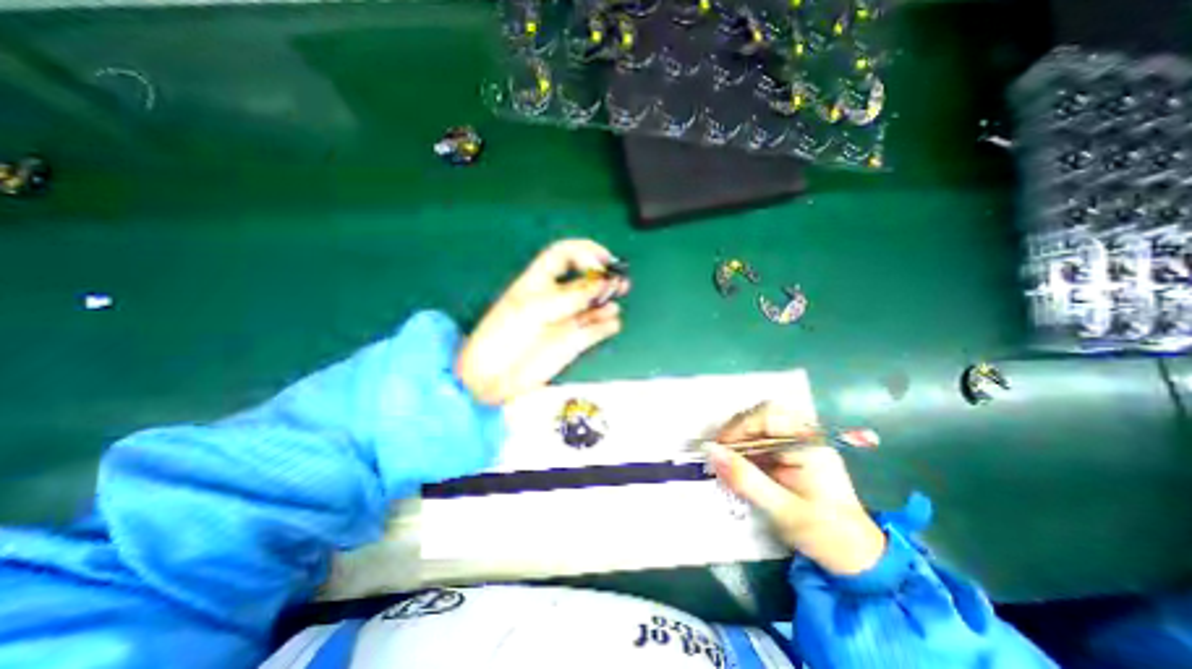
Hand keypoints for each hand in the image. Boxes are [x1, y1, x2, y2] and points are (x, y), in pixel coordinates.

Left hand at [454, 239, 627, 406]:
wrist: (494, 375)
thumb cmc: (505, 336)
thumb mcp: (533, 308)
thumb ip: (569, 296)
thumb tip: (602, 284)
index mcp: (539, 281)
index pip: (564, 255)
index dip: (584, 252)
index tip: (601, 262)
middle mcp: (557, 297)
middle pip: (586, 278)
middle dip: (604, 275)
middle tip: (620, 281)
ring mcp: (568, 319)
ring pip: (595, 304)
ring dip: (609, 300)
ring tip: (615, 302)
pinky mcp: (575, 341)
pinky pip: (597, 329)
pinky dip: (607, 325)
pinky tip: (612, 323)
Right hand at [705, 401, 883, 574]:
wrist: (858, 558)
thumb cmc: (824, 534)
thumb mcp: (781, 509)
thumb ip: (745, 479)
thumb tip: (710, 451)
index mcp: (810, 444)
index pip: (767, 415)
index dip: (738, 426)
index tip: (718, 447)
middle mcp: (806, 436)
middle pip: (762, 416)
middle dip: (737, 432)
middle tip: (720, 454)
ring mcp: (801, 443)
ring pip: (760, 426)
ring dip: (740, 441)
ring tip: (727, 462)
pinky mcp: (794, 453)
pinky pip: (763, 440)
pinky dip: (746, 451)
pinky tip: (740, 468)